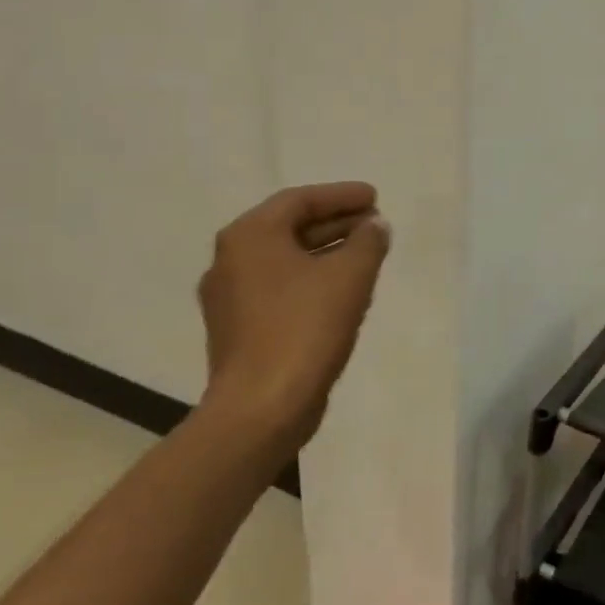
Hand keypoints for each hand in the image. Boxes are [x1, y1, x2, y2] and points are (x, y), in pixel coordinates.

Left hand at [197, 183, 390, 450]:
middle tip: (375, 223)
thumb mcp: (349, 276)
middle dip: (336, 222)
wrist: (261, 409)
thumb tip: (374, 225)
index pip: (299, 200)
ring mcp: (230, 298)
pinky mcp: (239, 329)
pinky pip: (280, 287)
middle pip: (289, 227)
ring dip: (327, 251)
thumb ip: (368, 241)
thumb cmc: (305, 329)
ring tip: (366, 253)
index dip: (341, 195)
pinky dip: (312, 278)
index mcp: (250, 237)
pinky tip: (342, 290)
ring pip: (286, 259)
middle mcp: (231, 260)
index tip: (375, 197)